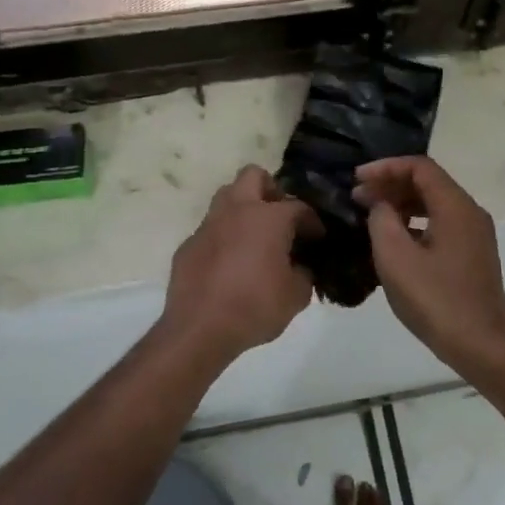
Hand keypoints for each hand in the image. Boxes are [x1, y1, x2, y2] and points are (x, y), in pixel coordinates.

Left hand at [160, 166, 317, 359]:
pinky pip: (210, 230)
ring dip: (243, 210)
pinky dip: (223, 238)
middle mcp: (236, 211)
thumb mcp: (296, 296)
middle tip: (280, 217)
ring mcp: (207, 226)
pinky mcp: (188, 245)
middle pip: (253, 176)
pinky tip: (230, 264)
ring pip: (226, 198)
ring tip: (256, 238)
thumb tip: (299, 267)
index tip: (317, 237)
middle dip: (270, 189)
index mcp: (268, 218)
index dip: (312, 221)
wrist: (200, 329)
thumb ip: (303, 274)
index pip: (298, 206)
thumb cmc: (255, 307)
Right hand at [353, 156, 504, 372]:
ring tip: (370, 216)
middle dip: (391, 185)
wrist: (481, 344)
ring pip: (434, 205)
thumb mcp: (395, 257)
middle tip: (357, 198)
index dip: (385, 167)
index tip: (356, 179)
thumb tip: (380, 206)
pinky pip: (440, 225)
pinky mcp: (472, 256)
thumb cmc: (435, 299)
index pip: (420, 167)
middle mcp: (470, 213)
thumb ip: (382, 220)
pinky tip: (392, 241)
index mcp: (456, 206)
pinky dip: (414, 224)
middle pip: (428, 183)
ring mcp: (474, 235)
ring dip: (401, 205)